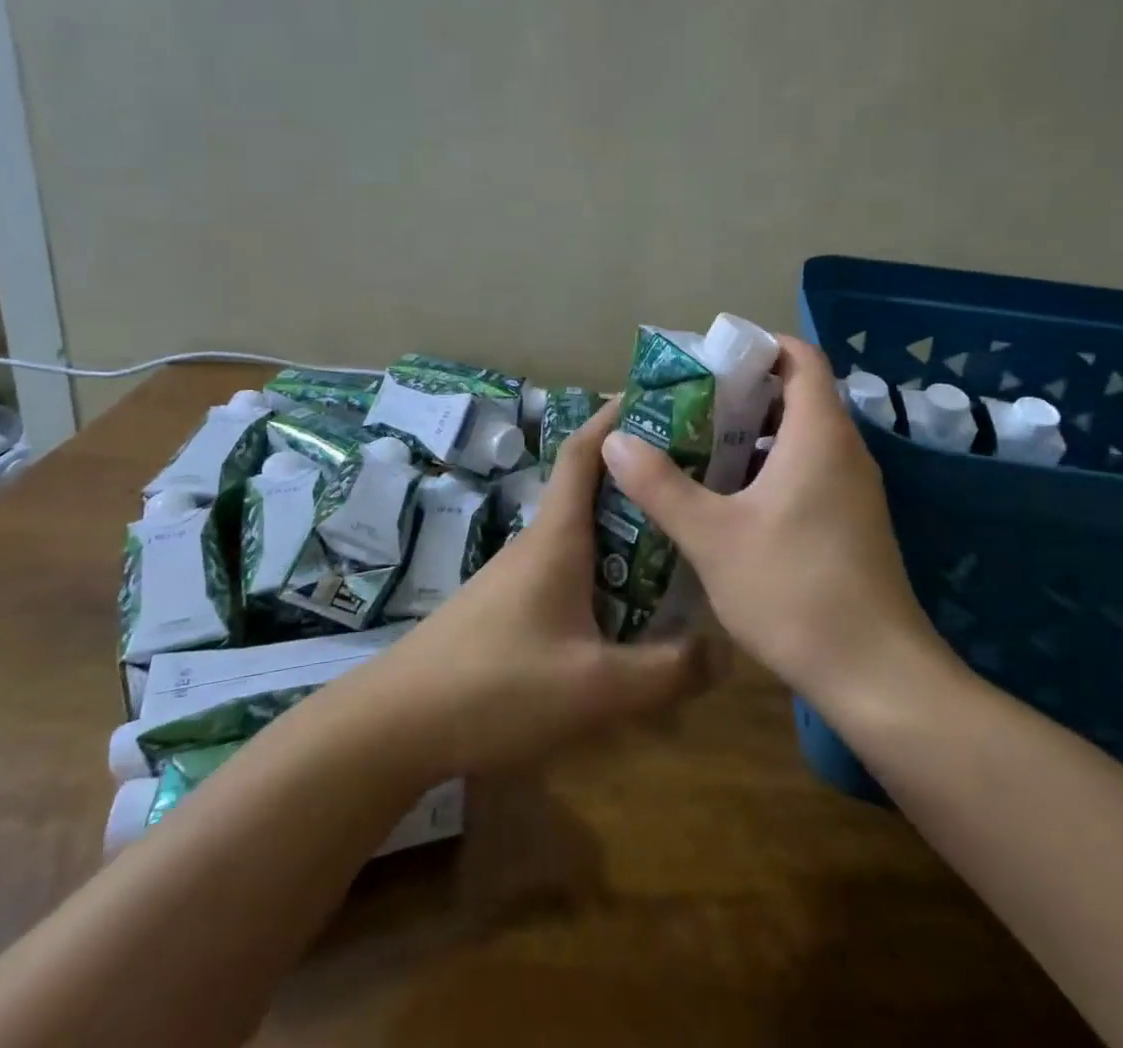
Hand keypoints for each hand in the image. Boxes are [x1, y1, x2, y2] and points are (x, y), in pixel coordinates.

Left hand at [343, 403, 713, 781]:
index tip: (660, 398)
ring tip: (678, 538)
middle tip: (697, 476)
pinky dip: (607, 565)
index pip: (585, 450)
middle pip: (592, 487)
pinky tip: (631, 604)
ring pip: (583, 531)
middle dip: (639, 474)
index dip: (616, 415)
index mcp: (558, 535)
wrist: (397, 723)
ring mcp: (520, 573)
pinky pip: (570, 566)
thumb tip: (725, 649)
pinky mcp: (511, 604)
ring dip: (626, 524)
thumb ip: (666, 670)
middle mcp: (540, 541)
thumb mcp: (595, 686)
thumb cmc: (497, 686)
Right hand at [600, 335, 960, 710]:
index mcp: (819, 434)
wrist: (876, 676)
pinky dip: (770, 469)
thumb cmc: (793, 590)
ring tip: (697, 449)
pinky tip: (728, 501)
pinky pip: (809, 471)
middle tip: (687, 407)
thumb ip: (660, 485)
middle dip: (742, 393)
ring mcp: (854, 489)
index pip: (800, 357)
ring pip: (801, 438)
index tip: (709, 360)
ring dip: (753, 435)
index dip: (757, 347)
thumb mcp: (712, 536)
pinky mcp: (852, 522)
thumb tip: (616, 441)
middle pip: (797, 395)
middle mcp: (844, 450)